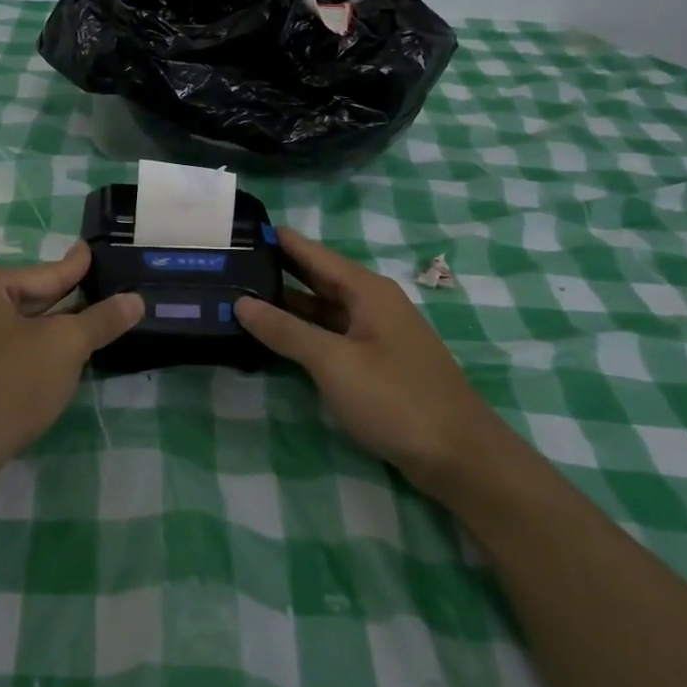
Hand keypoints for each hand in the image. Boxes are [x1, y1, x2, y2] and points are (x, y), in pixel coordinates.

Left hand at [0, 242, 143, 474]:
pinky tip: (48, 365)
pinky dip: (26, 354)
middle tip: (98, 294)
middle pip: (27, 299)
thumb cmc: (7, 385)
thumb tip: (135, 300)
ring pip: (14, 328)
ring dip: (47, 333)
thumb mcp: (64, 348)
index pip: (44, 274)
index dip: (76, 268)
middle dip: (64, 303)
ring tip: (83, 328)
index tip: (90, 251)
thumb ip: (100, 320)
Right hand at [234, 229, 491, 486]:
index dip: (278, 240)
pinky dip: (303, 333)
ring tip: (239, 297)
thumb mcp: (333, 361)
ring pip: (322, 310)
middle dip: (277, 270)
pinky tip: (275, 338)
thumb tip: (241, 302)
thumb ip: (286, 330)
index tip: (239, 229)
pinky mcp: (375, 364)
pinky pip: (330, 336)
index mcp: (367, 290)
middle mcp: (372, 304)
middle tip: (228, 263)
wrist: (458, 456)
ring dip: (286, 305)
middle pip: (317, 278)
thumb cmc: (395, 397)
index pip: (313, 253)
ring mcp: (375, 335)